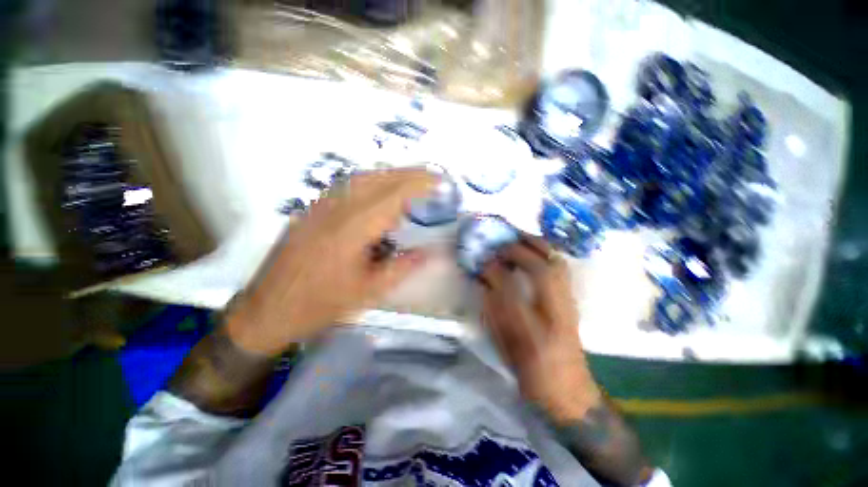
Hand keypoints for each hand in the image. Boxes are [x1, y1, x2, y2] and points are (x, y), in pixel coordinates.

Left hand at [226, 169, 437, 355]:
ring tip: (412, 181)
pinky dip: (371, 182)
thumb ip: (402, 268)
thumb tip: (428, 253)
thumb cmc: (320, 304)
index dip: (419, 183)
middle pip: (377, 178)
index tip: (440, 181)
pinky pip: (347, 185)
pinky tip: (380, 191)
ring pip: (361, 177)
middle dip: (409, 173)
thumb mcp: (368, 292)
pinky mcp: (312, 209)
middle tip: (432, 177)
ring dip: (390, 175)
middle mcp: (335, 209)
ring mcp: (320, 206)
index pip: (392, 194)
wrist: (268, 309)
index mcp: (351, 229)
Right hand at [480, 235, 602, 422]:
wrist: (570, 391)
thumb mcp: (504, 347)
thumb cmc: (530, 374)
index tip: (482, 263)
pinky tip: (534, 250)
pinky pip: (562, 268)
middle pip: (541, 270)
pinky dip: (547, 254)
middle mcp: (554, 315)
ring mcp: (569, 306)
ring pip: (557, 265)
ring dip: (537, 247)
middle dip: (518, 251)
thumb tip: (484, 280)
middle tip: (501, 246)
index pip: (510, 291)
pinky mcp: (574, 302)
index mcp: (531, 334)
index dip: (494, 271)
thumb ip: (492, 311)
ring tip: (519, 239)